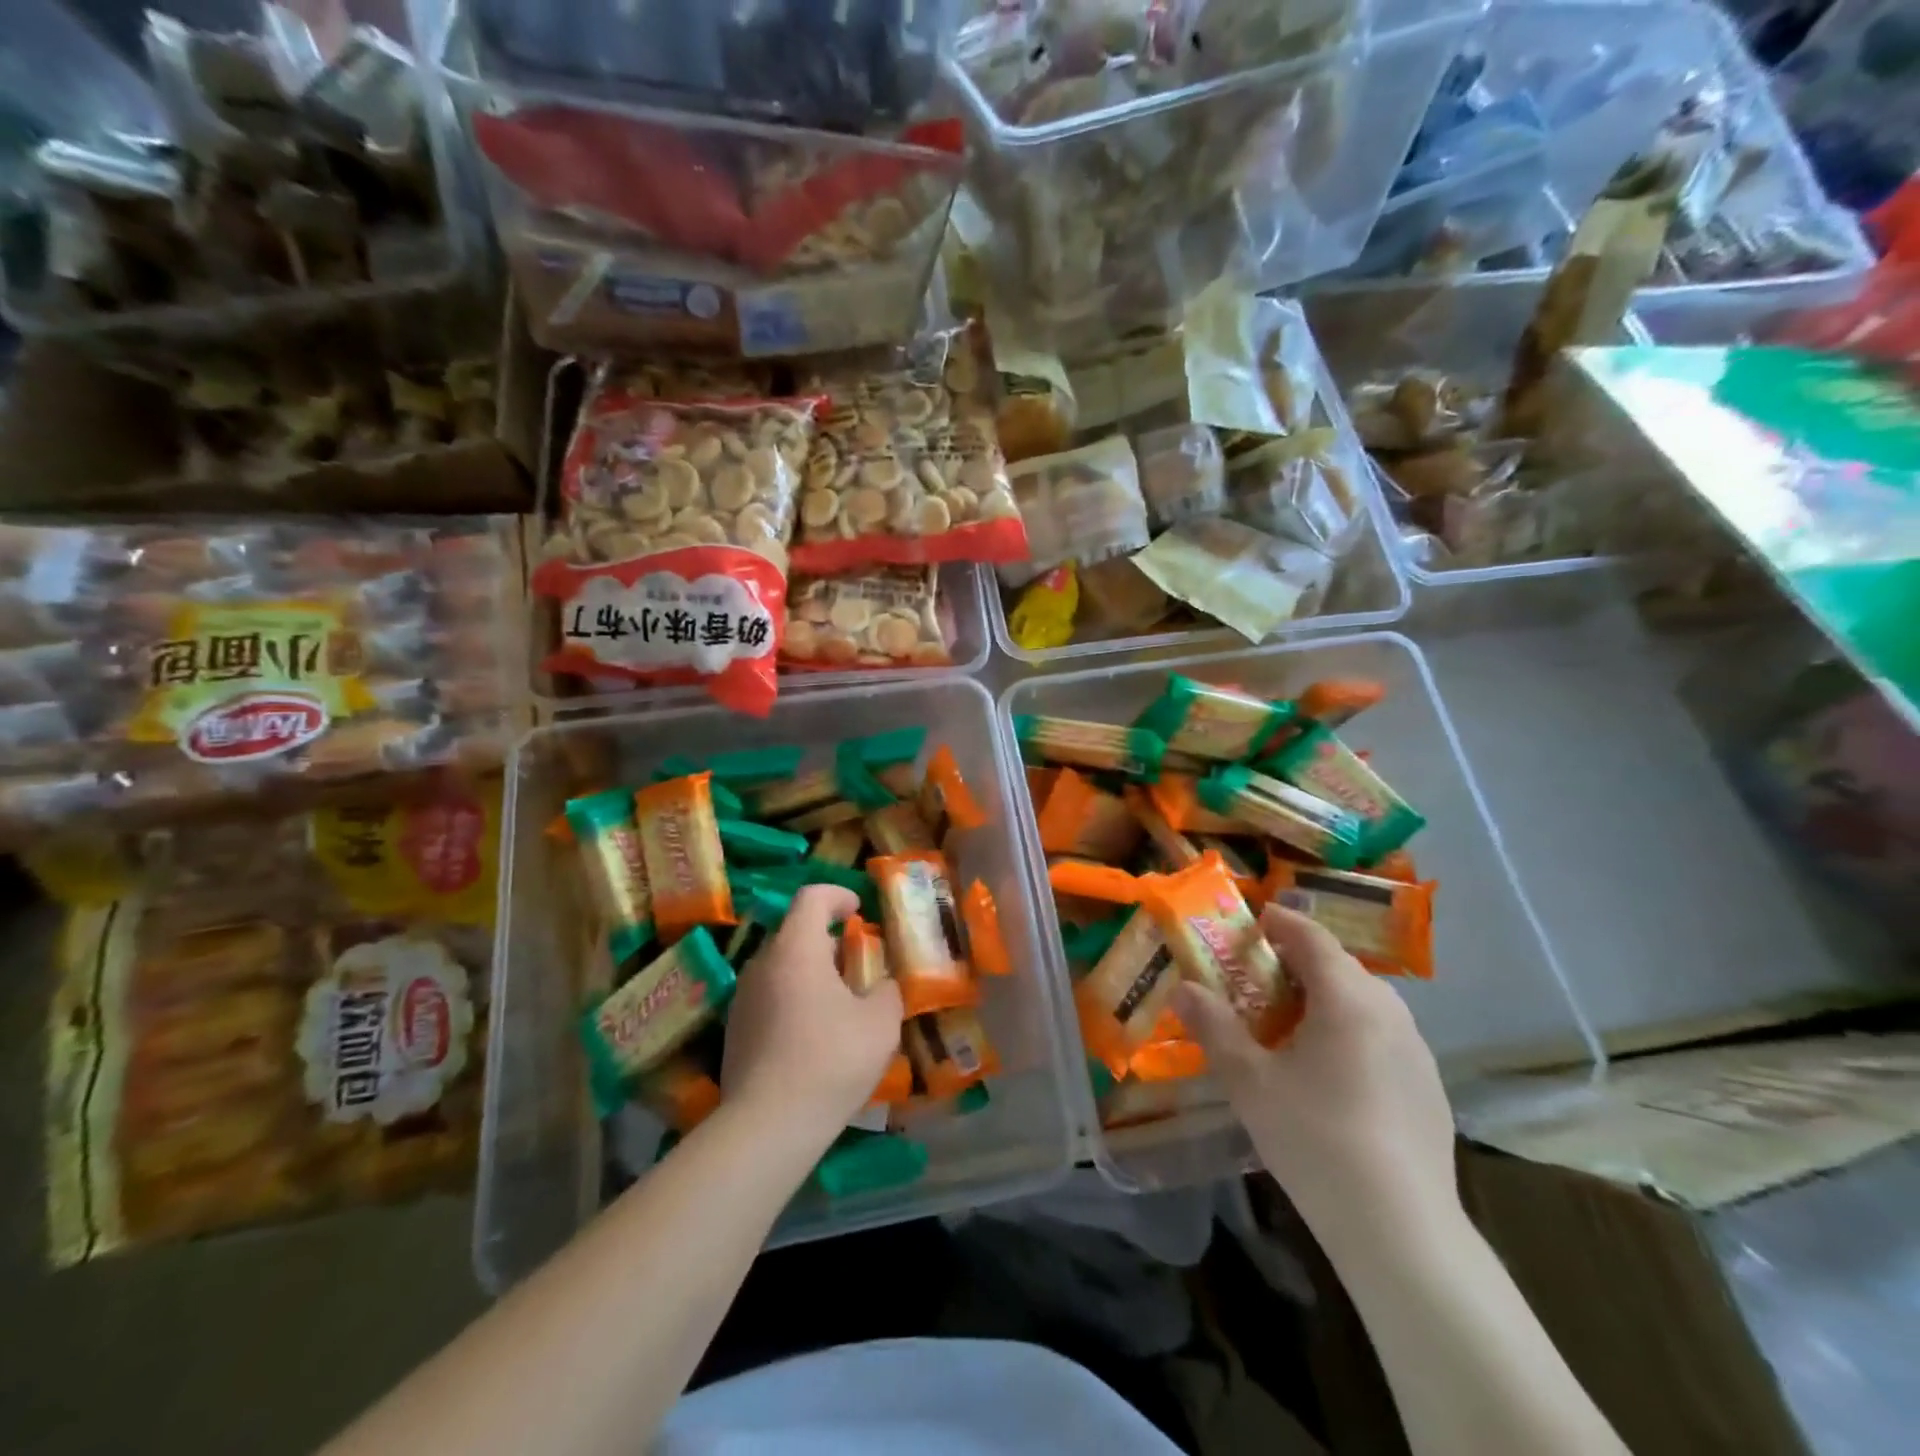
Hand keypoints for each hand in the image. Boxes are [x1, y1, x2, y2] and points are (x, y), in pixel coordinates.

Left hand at [721, 886, 903, 1140]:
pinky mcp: (735, 1030)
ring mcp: (743, 998)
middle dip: (828, 940)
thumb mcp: (881, 1023)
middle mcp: (763, 963)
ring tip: (839, 1003)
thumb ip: (888, 992)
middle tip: (857, 964)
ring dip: (811, 972)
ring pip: (781, 967)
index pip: (812, 897)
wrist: (767, 1126)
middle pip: (795, 932)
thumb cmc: (830, 1060)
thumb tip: (882, 986)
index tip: (859, 911)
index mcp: (797, 949)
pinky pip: (769, 997)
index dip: (838, 896)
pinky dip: (794, 1000)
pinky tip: (814, 1036)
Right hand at [1174, 905, 1457, 1232]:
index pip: (1314, 938)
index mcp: (1347, 999)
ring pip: (1366, 1001)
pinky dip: (1352, 1028)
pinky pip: (1383, 1034)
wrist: (1401, 1229)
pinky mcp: (1428, 1087)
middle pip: (1341, 967)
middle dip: (1300, 960)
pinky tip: (1332, 1068)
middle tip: (1261, 972)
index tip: (1256, 919)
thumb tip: (1184, 988)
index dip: (1283, 922)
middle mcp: (1390, 1012)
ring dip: (1328, 994)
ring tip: (1292, 1018)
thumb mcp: (1249, 1081)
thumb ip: (1214, 1026)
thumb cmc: (1315, 1138)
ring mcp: (1416, 1051)